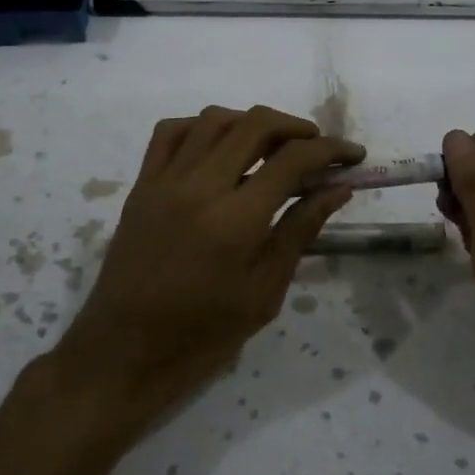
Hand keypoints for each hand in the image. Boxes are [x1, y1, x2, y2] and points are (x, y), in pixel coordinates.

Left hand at [51, 106, 361, 432]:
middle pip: (255, 125)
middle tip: (318, 148)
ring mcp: (164, 181)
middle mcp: (199, 187)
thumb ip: (300, 231)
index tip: (353, 156)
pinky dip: (202, 127)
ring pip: (214, 120)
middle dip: (296, 128)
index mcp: (235, 221)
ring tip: (272, 147)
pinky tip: (220, 147)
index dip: (331, 150)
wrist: (122, 354)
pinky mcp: (141, 186)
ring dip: (251, 123)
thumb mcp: (264, 293)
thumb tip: (338, 188)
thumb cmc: (201, 336)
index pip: (292, 160)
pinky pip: (171, 133)